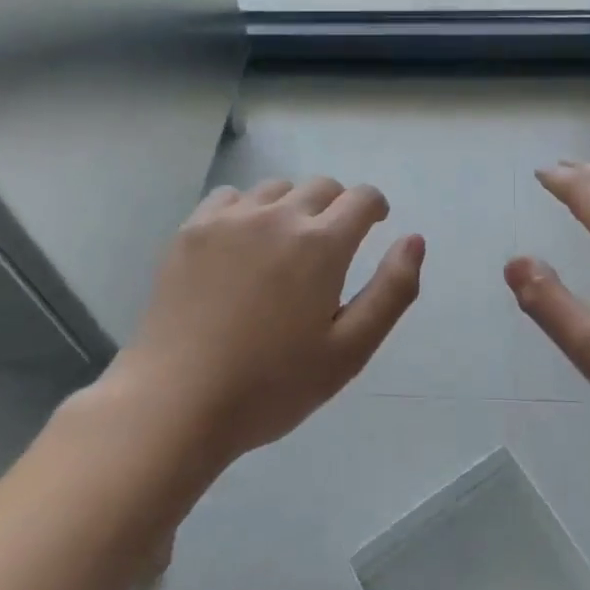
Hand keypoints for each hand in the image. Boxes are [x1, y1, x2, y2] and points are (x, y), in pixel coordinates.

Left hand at [115, 177, 423, 467]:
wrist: (175, 403)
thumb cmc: (271, 385)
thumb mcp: (349, 351)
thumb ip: (392, 291)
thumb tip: (414, 239)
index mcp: (322, 244)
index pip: (362, 198)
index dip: (375, 207)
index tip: (374, 224)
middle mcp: (279, 216)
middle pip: (321, 186)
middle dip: (337, 206)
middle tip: (331, 246)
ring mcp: (230, 219)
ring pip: (277, 189)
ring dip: (293, 206)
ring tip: (285, 245)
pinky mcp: (192, 230)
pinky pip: (231, 197)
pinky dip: (247, 210)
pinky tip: (241, 244)